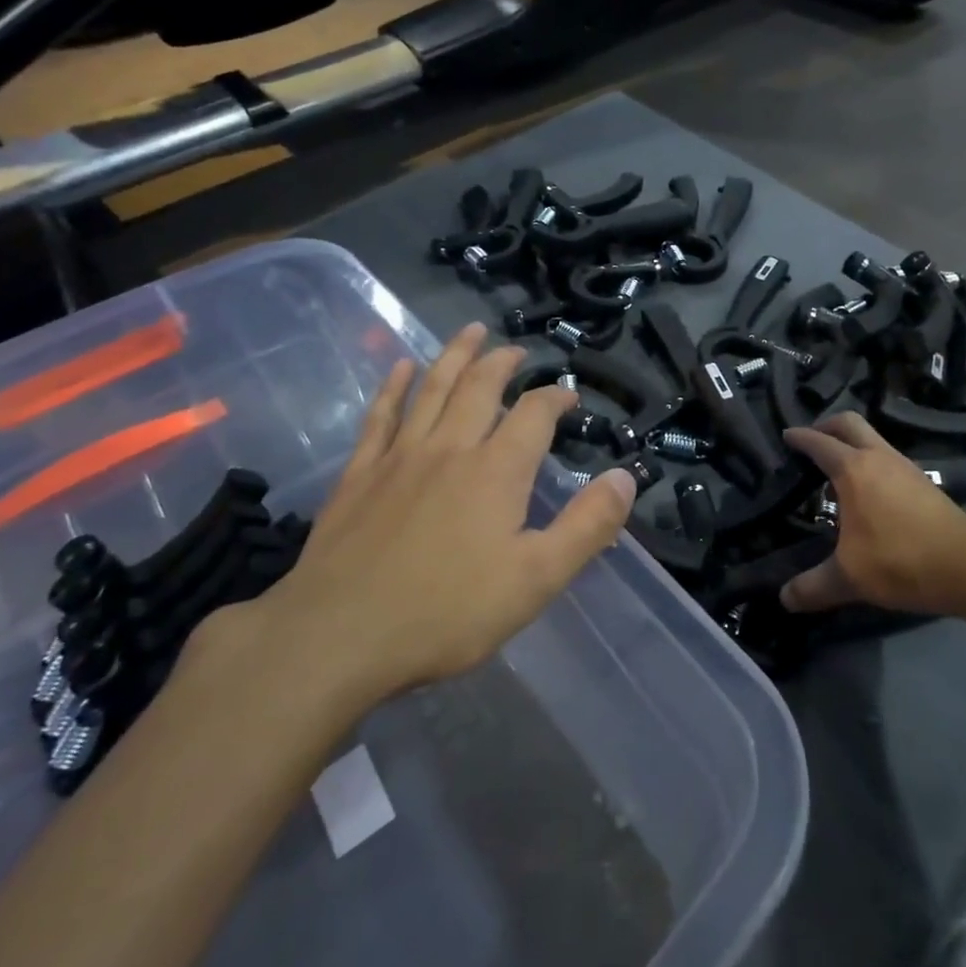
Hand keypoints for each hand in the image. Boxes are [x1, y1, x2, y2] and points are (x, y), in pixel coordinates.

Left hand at [235, 324, 636, 702]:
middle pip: (479, 387)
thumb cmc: (447, 613)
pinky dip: (394, 386)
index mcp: (496, 471)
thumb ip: (586, 526)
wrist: (340, 635)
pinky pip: (380, 415)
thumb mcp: (536, 579)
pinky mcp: (360, 473)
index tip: (568, 394)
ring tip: (470, 331)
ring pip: (432, 388)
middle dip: (502, 362)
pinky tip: (402, 367)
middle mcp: (450, 448)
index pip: (533, 414)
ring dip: (455, 355)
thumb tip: (625, 478)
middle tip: (515, 349)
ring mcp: (399, 456)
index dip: (554, 396)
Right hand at [780, 413, 965, 621]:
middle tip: (812, 439)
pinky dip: (871, 460)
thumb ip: (813, 586)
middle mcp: (878, 458)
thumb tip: (784, 599)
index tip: (786, 435)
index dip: (800, 437)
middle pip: (849, 423)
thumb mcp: (849, 578)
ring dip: (852, 442)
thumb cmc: (901, 561)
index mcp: (853, 470)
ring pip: (873, 437)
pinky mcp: (924, 482)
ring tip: (836, 467)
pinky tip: (868, 489)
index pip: (819, 443)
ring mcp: (905, 467)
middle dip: (827, 425)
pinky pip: (888, 457)